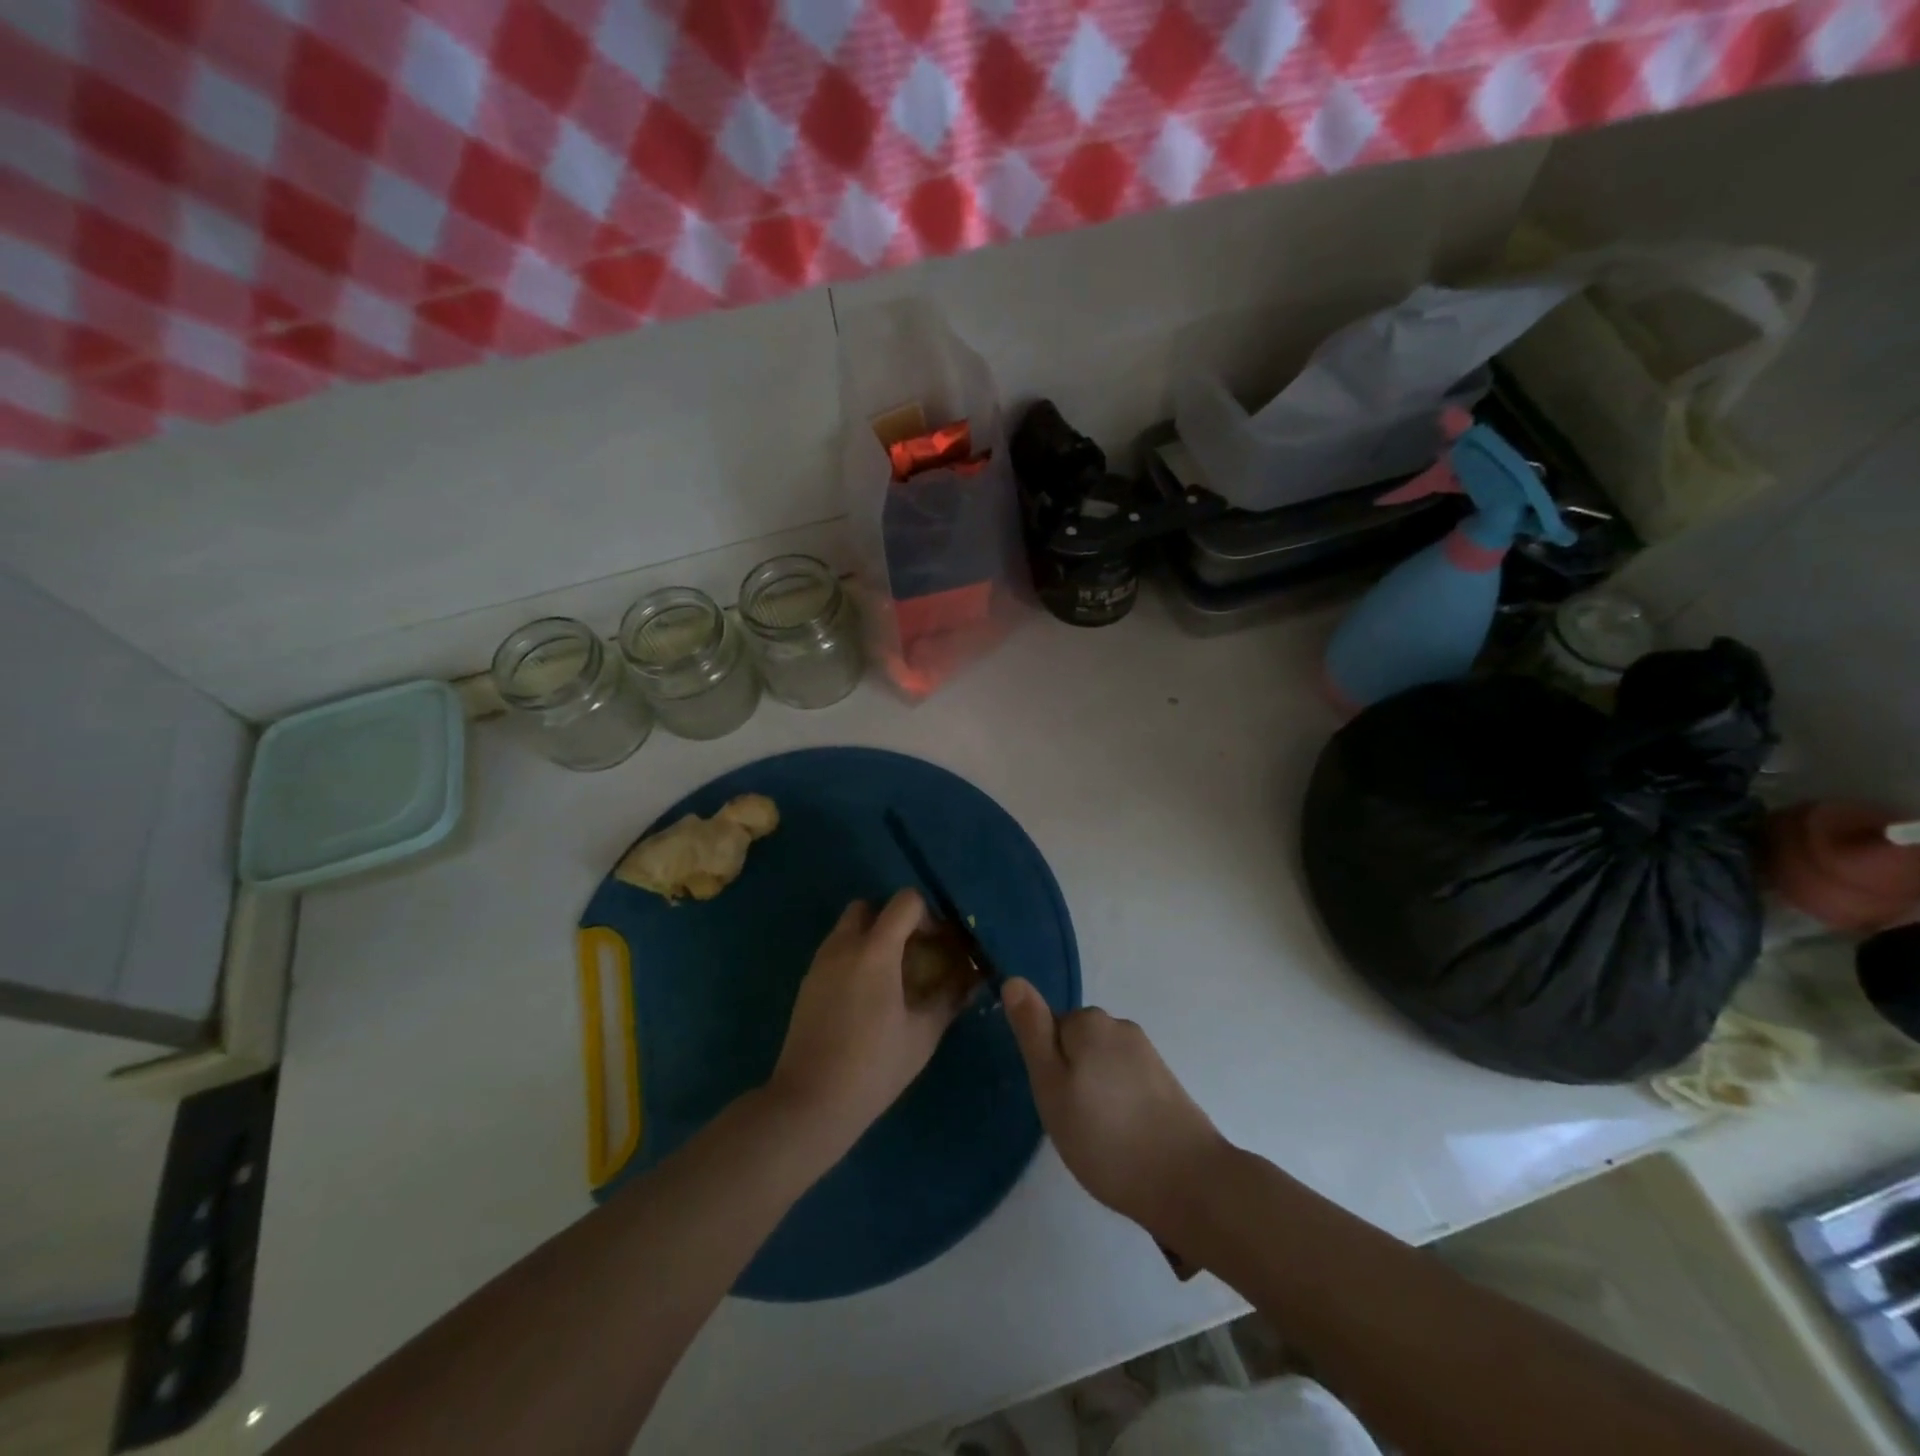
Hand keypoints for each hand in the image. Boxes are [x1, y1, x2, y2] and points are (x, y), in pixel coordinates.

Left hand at [769, 890, 970, 1145]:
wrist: (811, 1101)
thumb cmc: (874, 1066)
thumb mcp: (922, 1034)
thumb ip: (949, 998)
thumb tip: (973, 978)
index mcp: (875, 951)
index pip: (904, 902)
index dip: (927, 914)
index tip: (938, 943)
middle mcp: (843, 946)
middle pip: (869, 907)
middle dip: (894, 920)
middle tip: (913, 952)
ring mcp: (820, 963)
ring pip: (848, 927)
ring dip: (872, 937)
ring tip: (892, 976)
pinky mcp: (807, 982)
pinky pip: (835, 951)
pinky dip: (854, 956)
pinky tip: (867, 996)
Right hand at [1002, 978, 1228, 1239]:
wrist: (1189, 1182)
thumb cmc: (1105, 1137)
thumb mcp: (1051, 1086)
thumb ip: (1032, 1031)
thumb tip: (1013, 979)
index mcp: (1089, 1022)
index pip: (1049, 1029)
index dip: (1046, 1067)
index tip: (1055, 1103)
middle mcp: (1120, 1027)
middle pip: (1076, 1044)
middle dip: (1070, 1078)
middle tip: (1073, 1123)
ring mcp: (1147, 1054)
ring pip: (1101, 1065)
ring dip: (1095, 1093)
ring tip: (1100, 1138)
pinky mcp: (1166, 1082)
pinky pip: (1126, 1083)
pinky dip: (1119, 1105)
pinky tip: (1125, 1138)